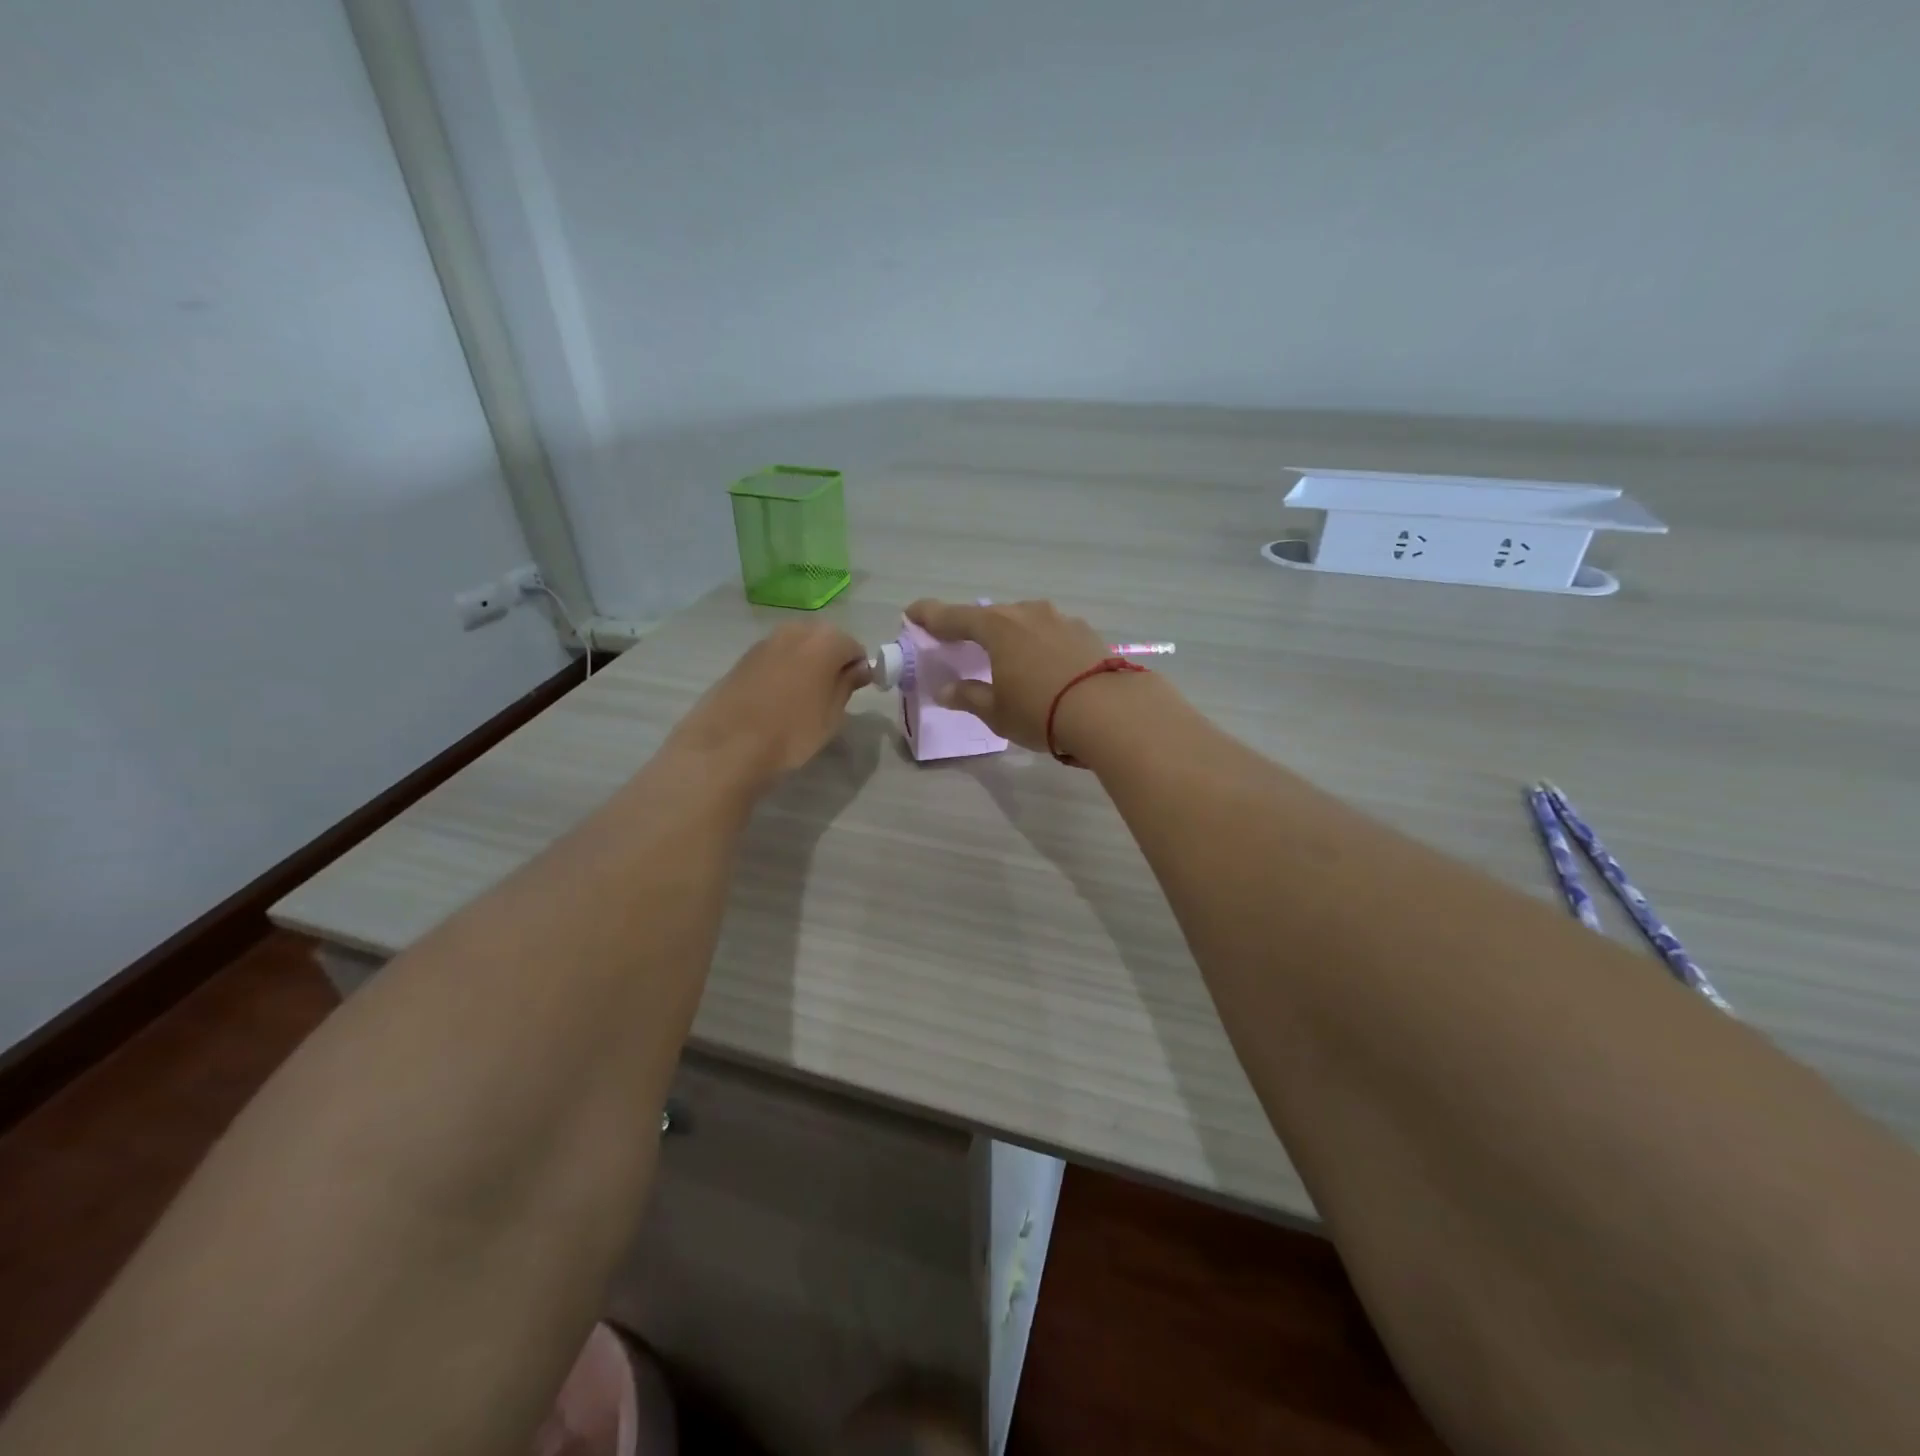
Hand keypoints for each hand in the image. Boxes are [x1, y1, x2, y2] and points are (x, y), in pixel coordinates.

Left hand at [667, 623, 870, 784]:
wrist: (728, 745)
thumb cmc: (792, 732)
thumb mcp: (832, 715)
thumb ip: (847, 685)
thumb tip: (858, 669)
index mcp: (825, 641)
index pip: (854, 648)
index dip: (858, 670)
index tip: (854, 693)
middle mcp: (795, 631)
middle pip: (824, 640)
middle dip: (831, 661)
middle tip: (829, 695)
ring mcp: (766, 641)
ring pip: (797, 647)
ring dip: (806, 664)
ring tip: (802, 698)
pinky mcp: (743, 657)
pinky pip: (775, 657)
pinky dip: (782, 670)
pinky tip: (777, 699)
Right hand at [906, 598, 1132, 756]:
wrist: (1111, 711)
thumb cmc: (1041, 711)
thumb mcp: (997, 712)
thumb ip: (969, 697)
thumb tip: (946, 690)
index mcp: (997, 627)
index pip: (953, 616)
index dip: (930, 615)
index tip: (912, 612)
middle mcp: (1027, 613)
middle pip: (991, 616)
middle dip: (973, 628)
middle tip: (960, 642)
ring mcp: (1061, 619)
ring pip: (1025, 622)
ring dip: (1011, 636)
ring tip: (1007, 657)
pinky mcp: (1087, 632)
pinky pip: (1051, 633)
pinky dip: (1039, 644)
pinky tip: (1044, 665)